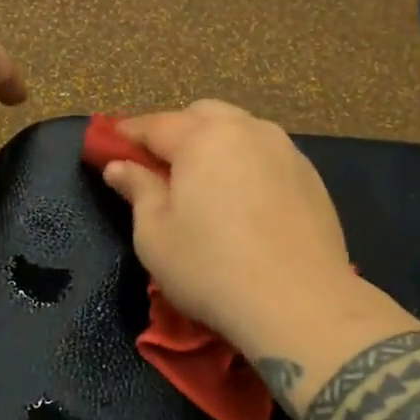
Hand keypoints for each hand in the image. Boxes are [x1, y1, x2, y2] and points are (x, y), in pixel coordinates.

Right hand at [100, 101, 354, 346]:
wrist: (301, 304)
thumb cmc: (211, 269)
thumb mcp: (155, 235)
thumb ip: (137, 190)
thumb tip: (119, 166)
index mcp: (203, 138)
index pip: (155, 124)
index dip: (127, 134)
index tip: (109, 145)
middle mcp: (247, 130)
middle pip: (202, 115)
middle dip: (176, 132)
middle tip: (160, 167)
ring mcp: (285, 150)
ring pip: (240, 130)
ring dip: (215, 144)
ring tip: (204, 182)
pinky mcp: (310, 176)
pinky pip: (267, 154)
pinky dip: (246, 163)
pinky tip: (243, 199)